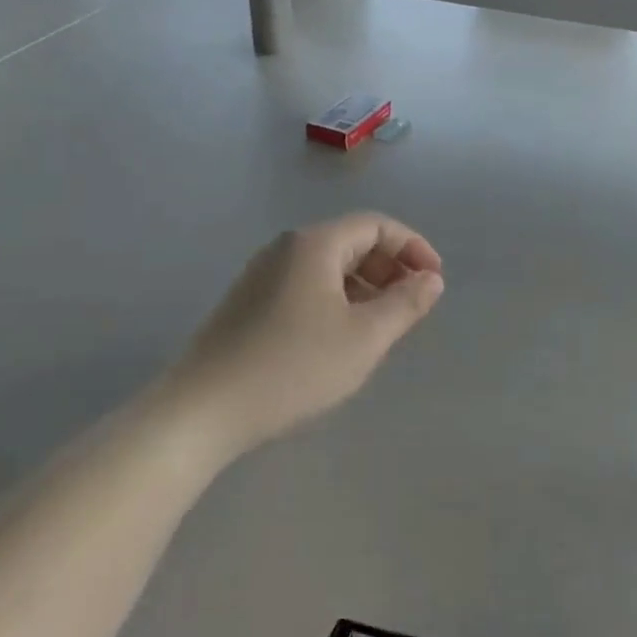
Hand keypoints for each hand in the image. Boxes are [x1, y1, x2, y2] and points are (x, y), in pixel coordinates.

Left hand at [155, 214, 443, 456]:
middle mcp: (286, 248)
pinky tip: (339, 338)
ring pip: (328, 267)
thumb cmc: (293, 367)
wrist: (202, 410)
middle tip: (410, 306)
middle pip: (352, 242)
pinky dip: (336, 299)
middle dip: (389, 268)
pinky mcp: (247, 302)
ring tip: (380, 326)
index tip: (434, 281)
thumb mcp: (365, 338)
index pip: (377, 226)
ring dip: (364, 287)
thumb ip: (406, 304)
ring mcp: (261, 274)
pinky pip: (305, 285)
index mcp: (315, 244)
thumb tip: (431, 279)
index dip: (413, 248)